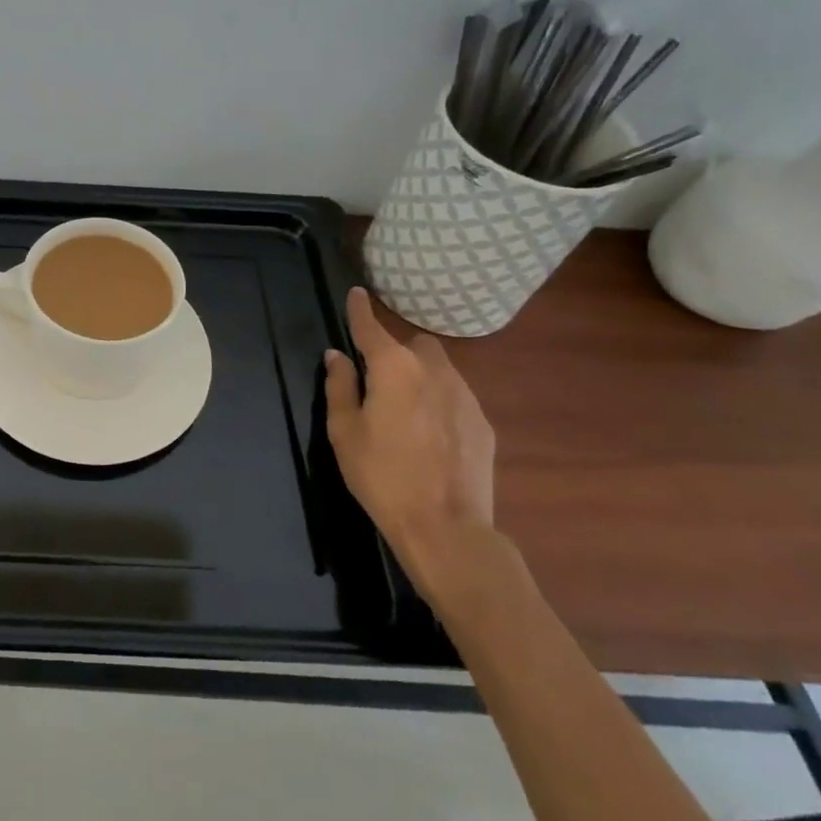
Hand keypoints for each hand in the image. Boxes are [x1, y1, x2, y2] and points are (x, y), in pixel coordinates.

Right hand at [324, 287, 495, 596]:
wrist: (445, 527)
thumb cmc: (381, 475)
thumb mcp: (344, 431)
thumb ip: (339, 386)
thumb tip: (337, 356)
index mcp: (393, 368)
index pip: (371, 327)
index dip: (360, 310)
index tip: (356, 294)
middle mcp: (433, 370)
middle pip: (415, 344)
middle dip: (398, 352)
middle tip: (379, 382)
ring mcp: (464, 396)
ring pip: (440, 369)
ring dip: (420, 377)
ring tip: (405, 412)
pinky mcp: (482, 423)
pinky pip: (455, 398)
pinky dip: (439, 403)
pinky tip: (430, 436)